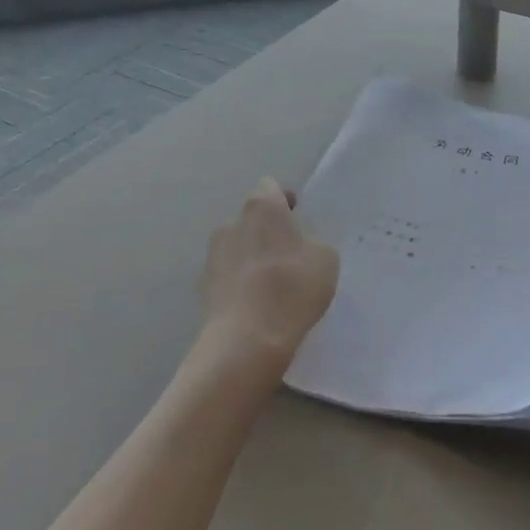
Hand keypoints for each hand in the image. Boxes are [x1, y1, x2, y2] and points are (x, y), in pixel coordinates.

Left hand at [201, 178, 338, 367]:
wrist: (246, 341)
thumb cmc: (292, 288)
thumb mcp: (326, 260)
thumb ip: (313, 243)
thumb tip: (302, 247)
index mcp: (262, 206)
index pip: (271, 188)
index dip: (285, 201)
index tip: (298, 219)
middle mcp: (232, 222)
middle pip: (252, 218)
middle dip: (268, 231)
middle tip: (290, 254)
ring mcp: (212, 254)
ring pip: (238, 246)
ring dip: (252, 256)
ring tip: (272, 284)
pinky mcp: (202, 286)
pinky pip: (227, 274)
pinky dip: (240, 282)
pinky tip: (256, 305)